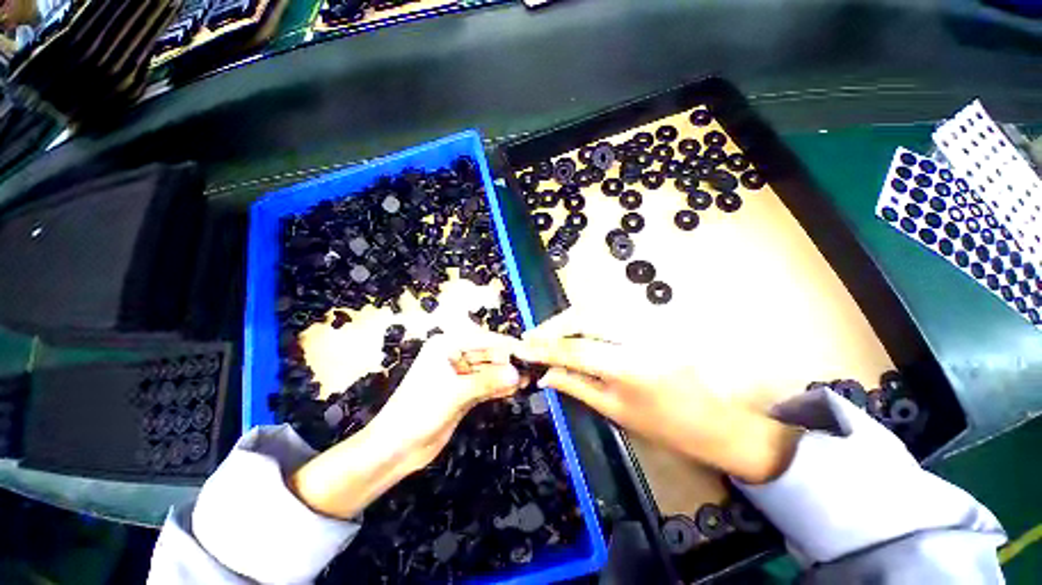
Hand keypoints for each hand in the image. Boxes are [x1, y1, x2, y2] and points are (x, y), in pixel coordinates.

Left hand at [289, 330, 522, 518]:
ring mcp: (459, 374)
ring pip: (489, 370)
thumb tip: (518, 374)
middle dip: (508, 362)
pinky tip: (514, 389)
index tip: (530, 353)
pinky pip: (486, 385)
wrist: (395, 448)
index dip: (507, 346)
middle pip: (488, 354)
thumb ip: (488, 382)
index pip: (484, 340)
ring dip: (506, 375)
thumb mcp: (455, 393)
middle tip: (531, 370)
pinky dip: (499, 387)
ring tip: (527, 380)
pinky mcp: (463, 392)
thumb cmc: (419, 412)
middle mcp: (454, 355)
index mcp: (447, 345)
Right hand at [513, 309, 800, 483]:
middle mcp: (639, 335)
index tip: (522, 347)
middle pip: (584, 317)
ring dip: (568, 320)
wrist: (720, 421)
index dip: (544, 347)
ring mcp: (650, 323)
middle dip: (554, 325)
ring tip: (549, 335)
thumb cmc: (667, 426)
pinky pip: (611, 313)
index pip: (574, 348)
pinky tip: (575, 331)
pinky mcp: (654, 320)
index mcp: (630, 366)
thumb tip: (545, 374)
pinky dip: (586, 320)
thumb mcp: (615, 410)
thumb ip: (576, 385)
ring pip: (596, 310)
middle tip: (533, 338)